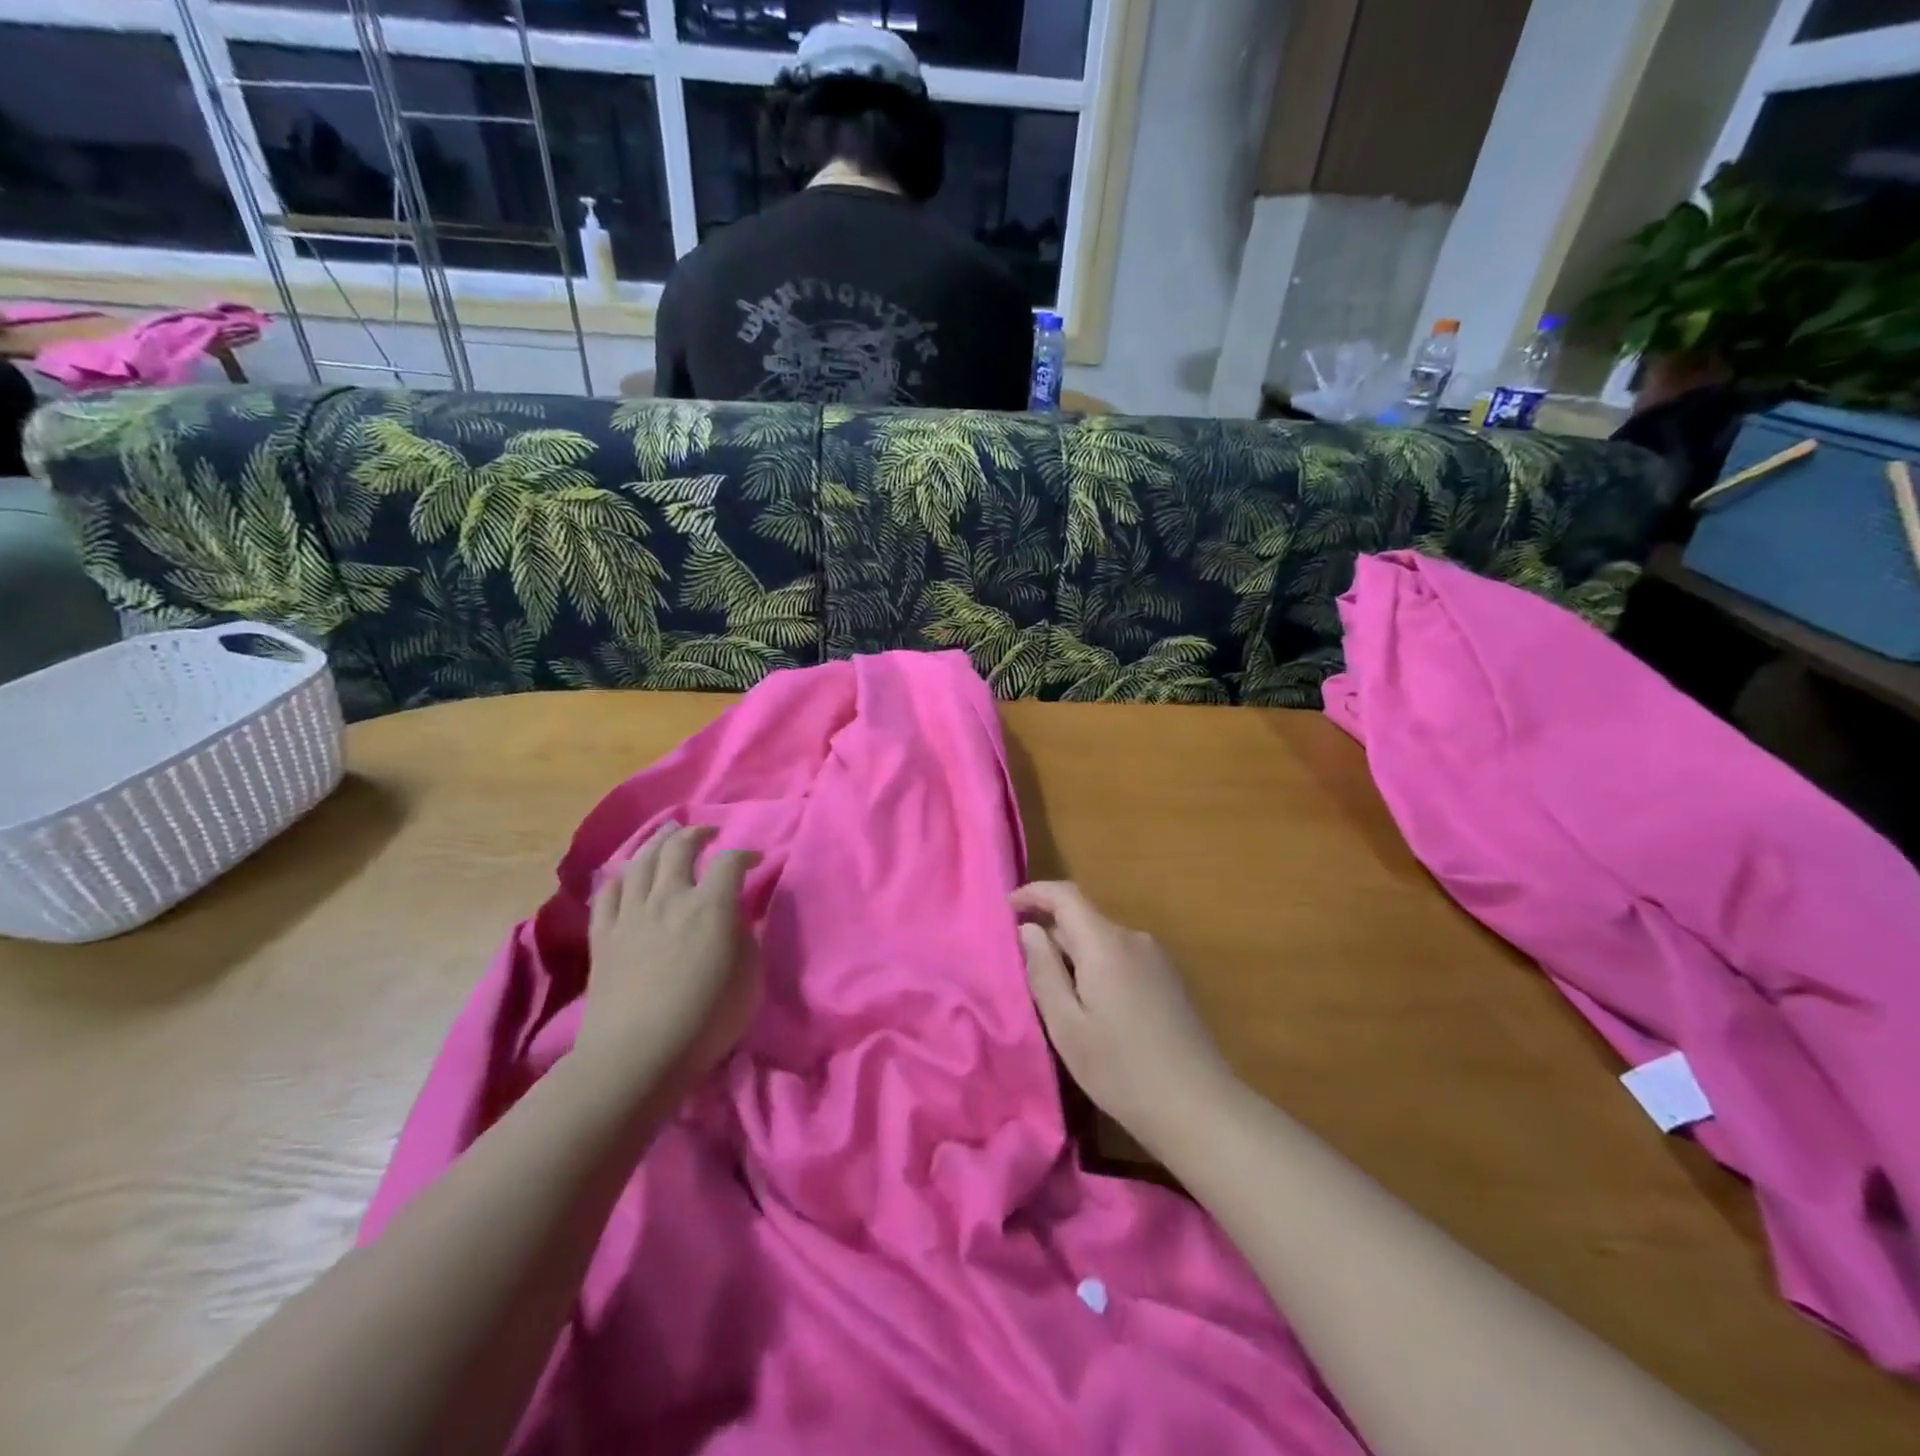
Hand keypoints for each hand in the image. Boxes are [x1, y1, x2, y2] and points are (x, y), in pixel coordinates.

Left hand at [578, 822, 761, 1089]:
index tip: (755, 860)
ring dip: (658, 842)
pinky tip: (627, 874)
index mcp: (710, 906)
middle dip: (697, 833)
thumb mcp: (749, 978)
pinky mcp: (603, 934)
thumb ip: (745, 937)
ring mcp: (631, 913)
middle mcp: (669, 897)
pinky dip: (620, 875)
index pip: (730, 861)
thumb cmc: (706, 1020)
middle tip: (708, 832)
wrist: (637, 1055)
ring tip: (668, 836)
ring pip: (641, 860)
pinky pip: (608, 891)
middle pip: (679, 846)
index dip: (746, 854)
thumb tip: (736, 916)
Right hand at [1012, 881, 1238, 1155]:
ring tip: (1057, 999)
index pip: (1065, 895)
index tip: (1007, 908)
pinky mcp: (1169, 979)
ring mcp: (1156, 958)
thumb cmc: (1121, 1070)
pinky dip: (1098, 968)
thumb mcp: (1067, 1026)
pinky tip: (1094, 1010)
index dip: (1034, 893)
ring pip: (1102, 941)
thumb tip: (1028, 929)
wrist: (1199, 1108)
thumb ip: (1043, 971)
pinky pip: (1121, 958)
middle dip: (1050, 934)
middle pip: (1083, 919)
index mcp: (1105, 944)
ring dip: (1074, 956)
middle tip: (1024, 972)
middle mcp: (1133, 939)